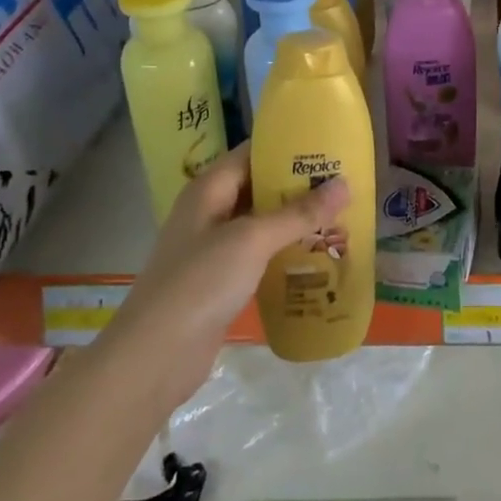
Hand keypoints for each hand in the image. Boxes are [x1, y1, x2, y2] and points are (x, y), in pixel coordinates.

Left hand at [116, 144, 349, 396]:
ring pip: (261, 223)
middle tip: (345, 181)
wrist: (155, 356)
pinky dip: (284, 251)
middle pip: (258, 187)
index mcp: (209, 189)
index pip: (251, 153)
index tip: (328, 144)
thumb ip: (298, 213)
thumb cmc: (200, 282)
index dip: (287, 146)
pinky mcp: (221, 280)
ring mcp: (213, 248)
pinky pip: (259, 255)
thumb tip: (344, 184)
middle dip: (298, 185)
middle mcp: (210, 212)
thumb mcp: (252, 240)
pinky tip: (317, 255)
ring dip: (295, 220)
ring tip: (340, 215)